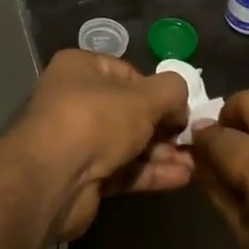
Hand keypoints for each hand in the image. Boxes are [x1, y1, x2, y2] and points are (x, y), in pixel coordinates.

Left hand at [7, 49, 193, 241]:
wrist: (53, 178)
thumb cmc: (96, 119)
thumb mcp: (144, 96)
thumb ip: (171, 90)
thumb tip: (181, 99)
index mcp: (81, 69)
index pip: (128, 74)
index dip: (158, 91)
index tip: (181, 108)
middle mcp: (75, 101)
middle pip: (130, 112)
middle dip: (164, 127)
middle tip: (191, 139)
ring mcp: (78, 141)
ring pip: (128, 143)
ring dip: (162, 153)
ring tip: (194, 162)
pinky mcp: (84, 176)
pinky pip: (123, 170)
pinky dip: (150, 173)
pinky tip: (181, 178)